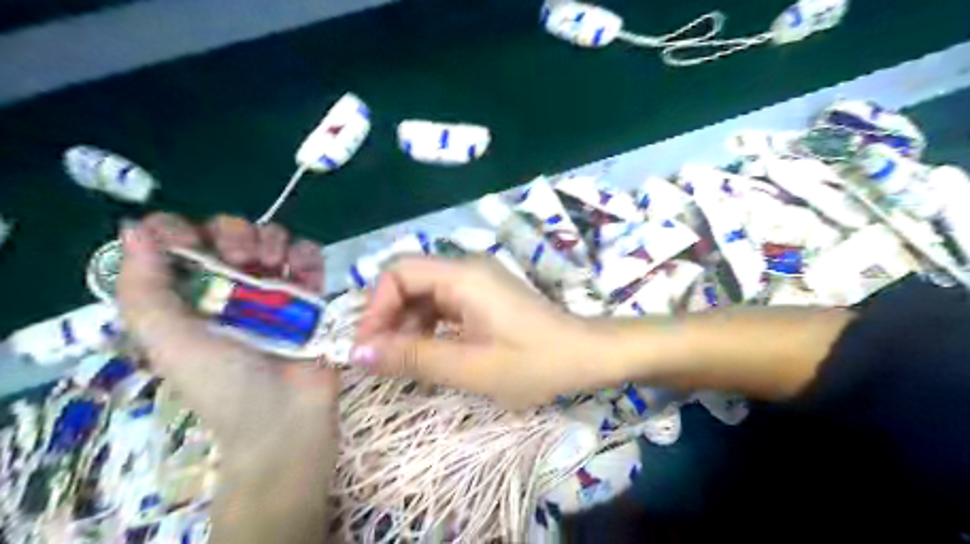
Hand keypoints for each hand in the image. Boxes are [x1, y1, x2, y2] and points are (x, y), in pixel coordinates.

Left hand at [117, 215, 338, 543]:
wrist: (287, 416)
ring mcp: (274, 290)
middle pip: (230, 233)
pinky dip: (307, 256)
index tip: (191, 244)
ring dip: (274, 240)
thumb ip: (144, 290)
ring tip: (276, 267)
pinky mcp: (311, 295)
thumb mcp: (169, 343)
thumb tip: (134, 229)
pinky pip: (309, 258)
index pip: (177, 244)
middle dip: (236, 235)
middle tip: (243, 260)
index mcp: (189, 296)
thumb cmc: (223, 385)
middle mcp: (230, 287)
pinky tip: (305, 274)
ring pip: (272, 238)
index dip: (180, 231)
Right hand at [350, 255, 612, 406]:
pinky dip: (429, 327)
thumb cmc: (535, 363)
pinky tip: (429, 354)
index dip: (376, 308)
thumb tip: (359, 353)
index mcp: (462, 276)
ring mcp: (477, 282)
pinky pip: (444, 305)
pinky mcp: (485, 297)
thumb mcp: (470, 367)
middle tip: (382, 360)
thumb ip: (413, 357)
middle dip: (389, 318)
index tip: (370, 349)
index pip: (398, 273)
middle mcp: (466, 269)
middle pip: (409, 281)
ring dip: (407, 325)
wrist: (587, 356)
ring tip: (405, 363)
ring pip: (425, 295)